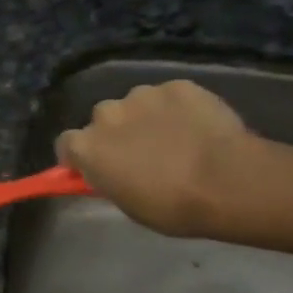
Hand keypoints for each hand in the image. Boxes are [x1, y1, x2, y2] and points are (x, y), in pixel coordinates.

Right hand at [56, 80, 279, 238]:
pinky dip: (178, 108)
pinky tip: (197, 127)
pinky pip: (170, 96)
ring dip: (146, 117)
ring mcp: (143, 95)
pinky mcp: (177, 85)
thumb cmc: (171, 206)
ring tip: (175, 139)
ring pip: (136, 104)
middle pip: (102, 119)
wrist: (226, 182)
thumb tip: (112, 171)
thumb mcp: (129, 204)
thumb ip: (111, 179)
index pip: (67, 144)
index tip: (95, 168)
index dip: (80, 155)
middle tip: (140, 154)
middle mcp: (107, 113)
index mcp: (88, 147)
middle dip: (115, 132)